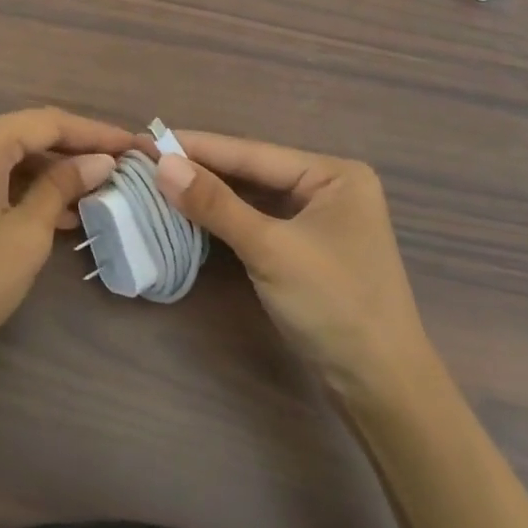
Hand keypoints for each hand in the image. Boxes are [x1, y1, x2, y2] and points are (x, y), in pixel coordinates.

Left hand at [0, 108, 130, 376]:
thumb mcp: (27, 235)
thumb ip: (63, 187)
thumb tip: (99, 162)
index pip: (50, 123)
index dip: (96, 133)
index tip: (134, 146)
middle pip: (25, 134)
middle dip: (72, 153)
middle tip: (117, 169)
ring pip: (3, 154)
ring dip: (45, 172)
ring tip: (90, 195)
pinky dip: (15, 185)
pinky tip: (48, 210)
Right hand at [154, 132, 432, 405]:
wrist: (381, 389)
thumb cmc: (335, 307)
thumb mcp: (270, 250)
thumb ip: (216, 204)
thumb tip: (162, 165)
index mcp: (333, 173)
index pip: (252, 153)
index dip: (198, 146)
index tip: (150, 138)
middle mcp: (328, 187)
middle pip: (251, 172)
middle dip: (201, 169)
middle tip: (146, 160)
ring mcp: (318, 219)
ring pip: (251, 197)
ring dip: (209, 194)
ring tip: (157, 181)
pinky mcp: (305, 248)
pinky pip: (257, 221)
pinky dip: (224, 219)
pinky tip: (189, 211)